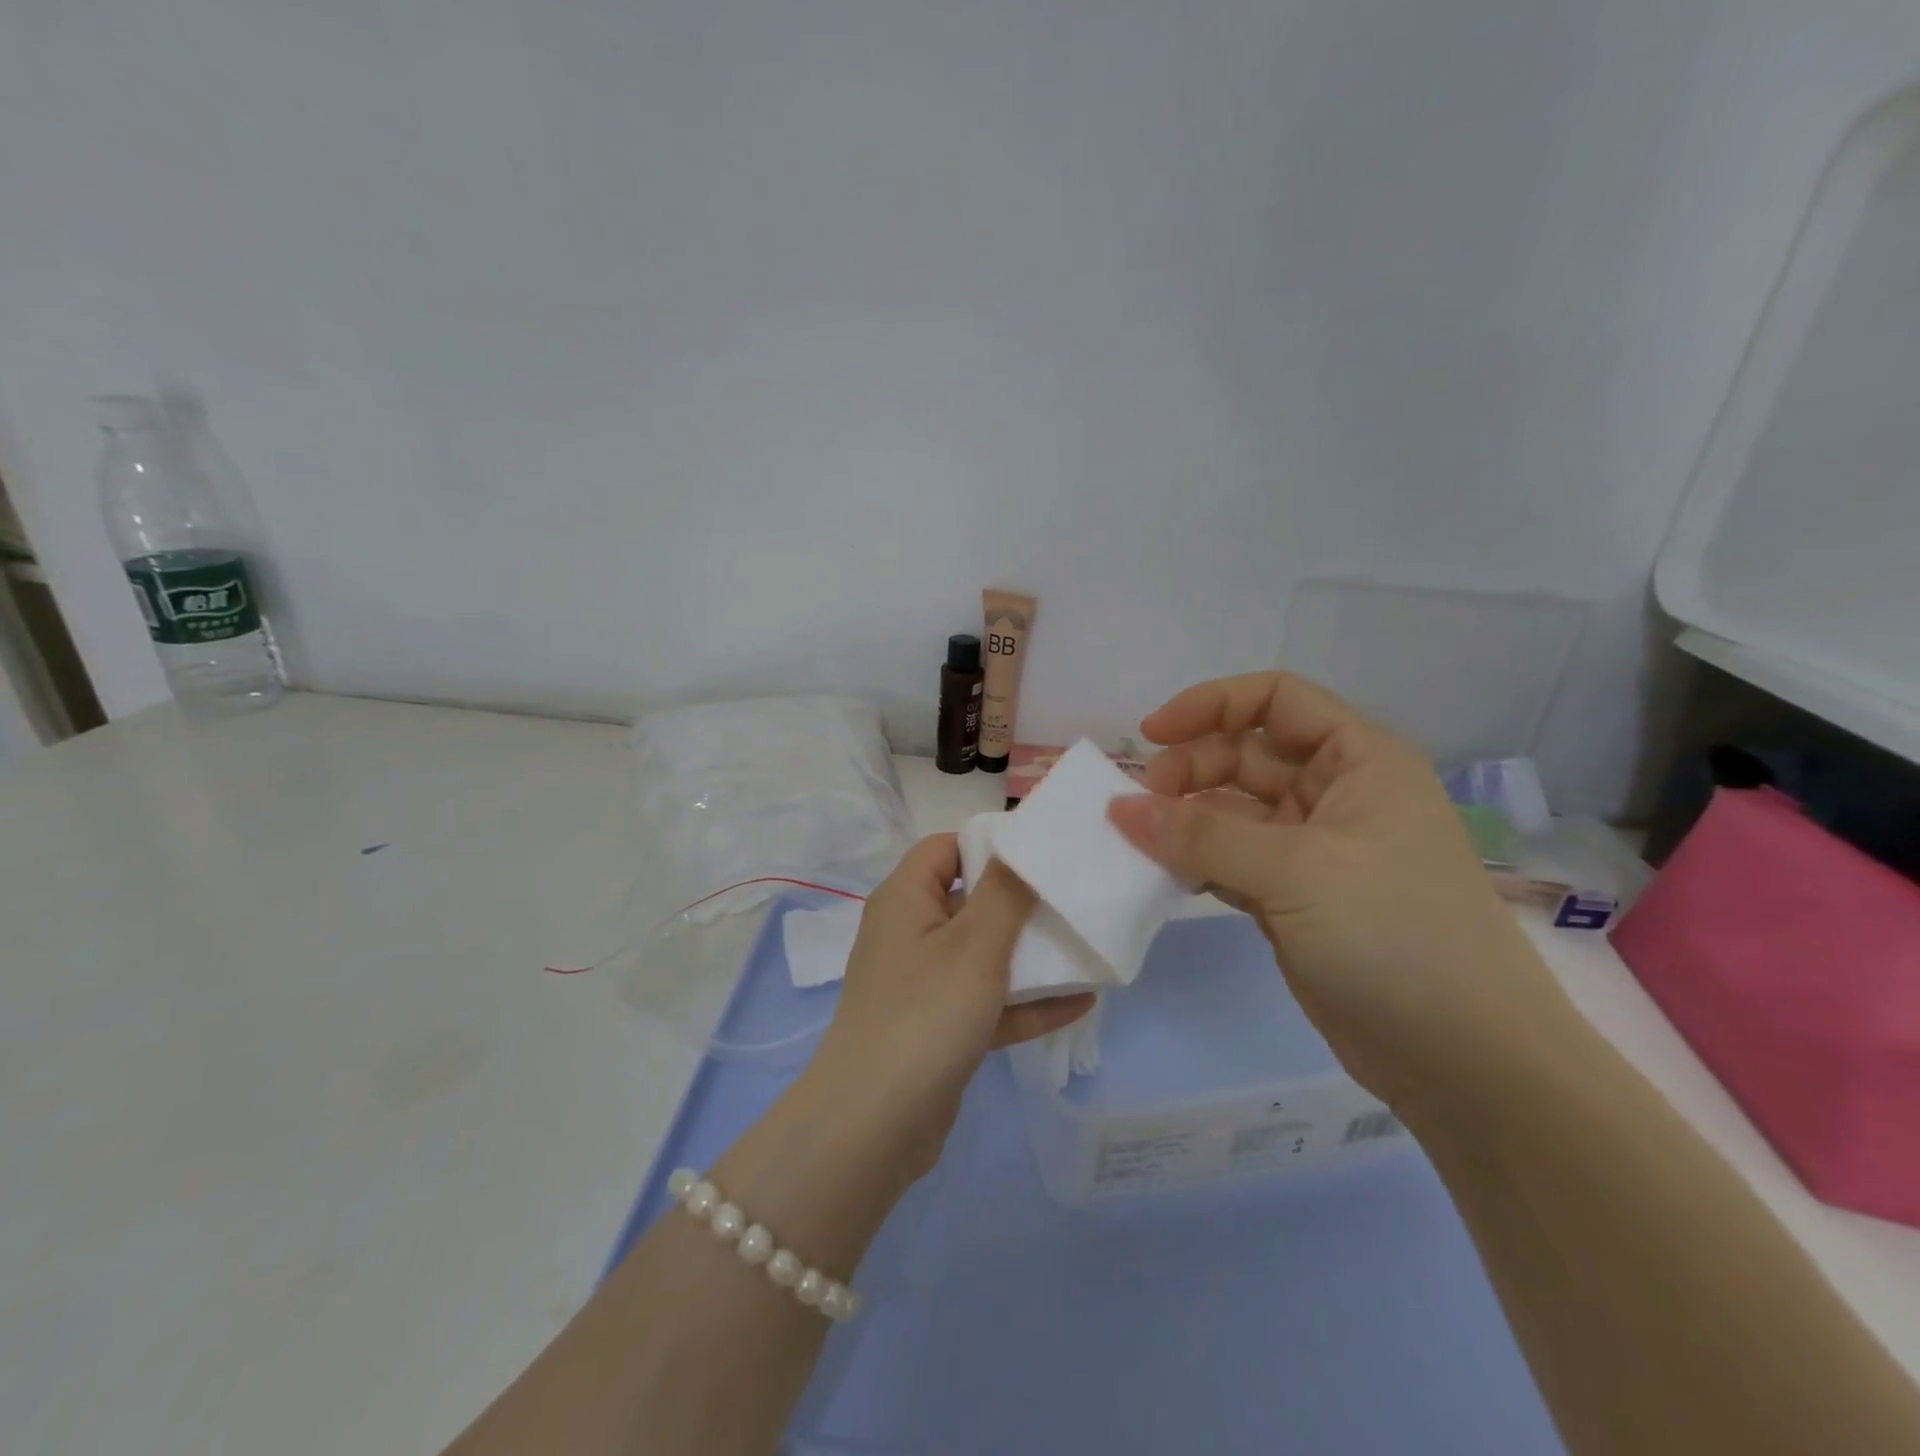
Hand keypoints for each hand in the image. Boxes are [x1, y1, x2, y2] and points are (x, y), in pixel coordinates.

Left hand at [804, 835, 1093, 1178]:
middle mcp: (911, 933)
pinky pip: (990, 1002)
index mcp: (906, 899)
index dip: (992, 843)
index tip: (1045, 852)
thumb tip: (1023, 840)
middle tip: (1076, 896)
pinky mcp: (941, 1029)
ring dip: (1031, 954)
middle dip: (1022, 900)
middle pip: (971, 900)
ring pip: (984, 955)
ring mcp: (925, 984)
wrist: (874, 1128)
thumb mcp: (974, 944)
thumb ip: (1006, 890)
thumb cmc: (924, 1014)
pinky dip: (1028, 1001)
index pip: (947, 847)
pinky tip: (1082, 1001)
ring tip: (1086, 945)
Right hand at [1107, 672, 1583, 1113]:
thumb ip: (1202, 835)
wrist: (1465, 1061)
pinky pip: (1229, 860)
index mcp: (1359, 760)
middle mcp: (1336, 794)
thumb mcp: (1297, 872)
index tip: (1152, 735)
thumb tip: (1119, 808)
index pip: (1276, 699)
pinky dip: (1194, 862)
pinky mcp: (1292, 898)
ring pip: (1231, 811)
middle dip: (1188, 770)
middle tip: (1135, 807)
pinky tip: (1160, 874)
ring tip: (1135, 841)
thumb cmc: (1397, 935)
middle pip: (1243, 754)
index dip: (1210, 705)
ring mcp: (1312, 849)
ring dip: (1183, 819)